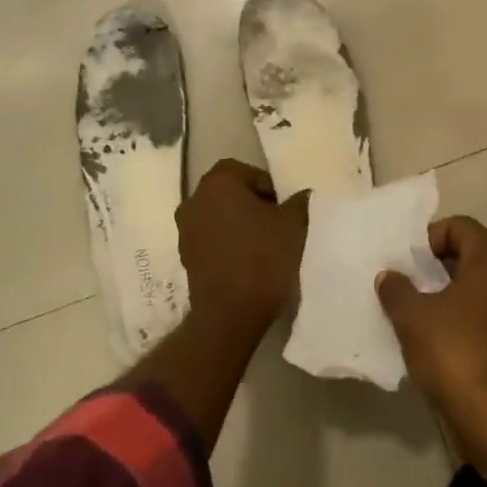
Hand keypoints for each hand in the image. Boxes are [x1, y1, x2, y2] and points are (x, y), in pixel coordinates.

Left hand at [176, 159, 308, 341]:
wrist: (230, 314)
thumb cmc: (263, 258)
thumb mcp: (294, 224)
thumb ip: (299, 201)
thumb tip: (302, 195)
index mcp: (218, 182)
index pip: (248, 173)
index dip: (270, 188)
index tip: (285, 210)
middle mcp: (194, 199)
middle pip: (231, 193)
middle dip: (254, 205)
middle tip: (278, 225)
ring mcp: (185, 230)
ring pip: (220, 217)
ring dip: (240, 225)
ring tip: (265, 246)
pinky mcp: (185, 257)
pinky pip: (212, 240)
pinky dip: (229, 245)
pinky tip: (248, 263)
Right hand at [377, 216, 486, 449]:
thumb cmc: (455, 352)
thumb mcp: (412, 316)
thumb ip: (397, 289)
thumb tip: (389, 277)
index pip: (458, 227)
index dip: (428, 239)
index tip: (407, 264)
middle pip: (471, 256)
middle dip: (438, 268)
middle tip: (409, 285)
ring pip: (481, 289)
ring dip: (451, 296)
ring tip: (420, 314)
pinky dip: (466, 321)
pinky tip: (441, 342)